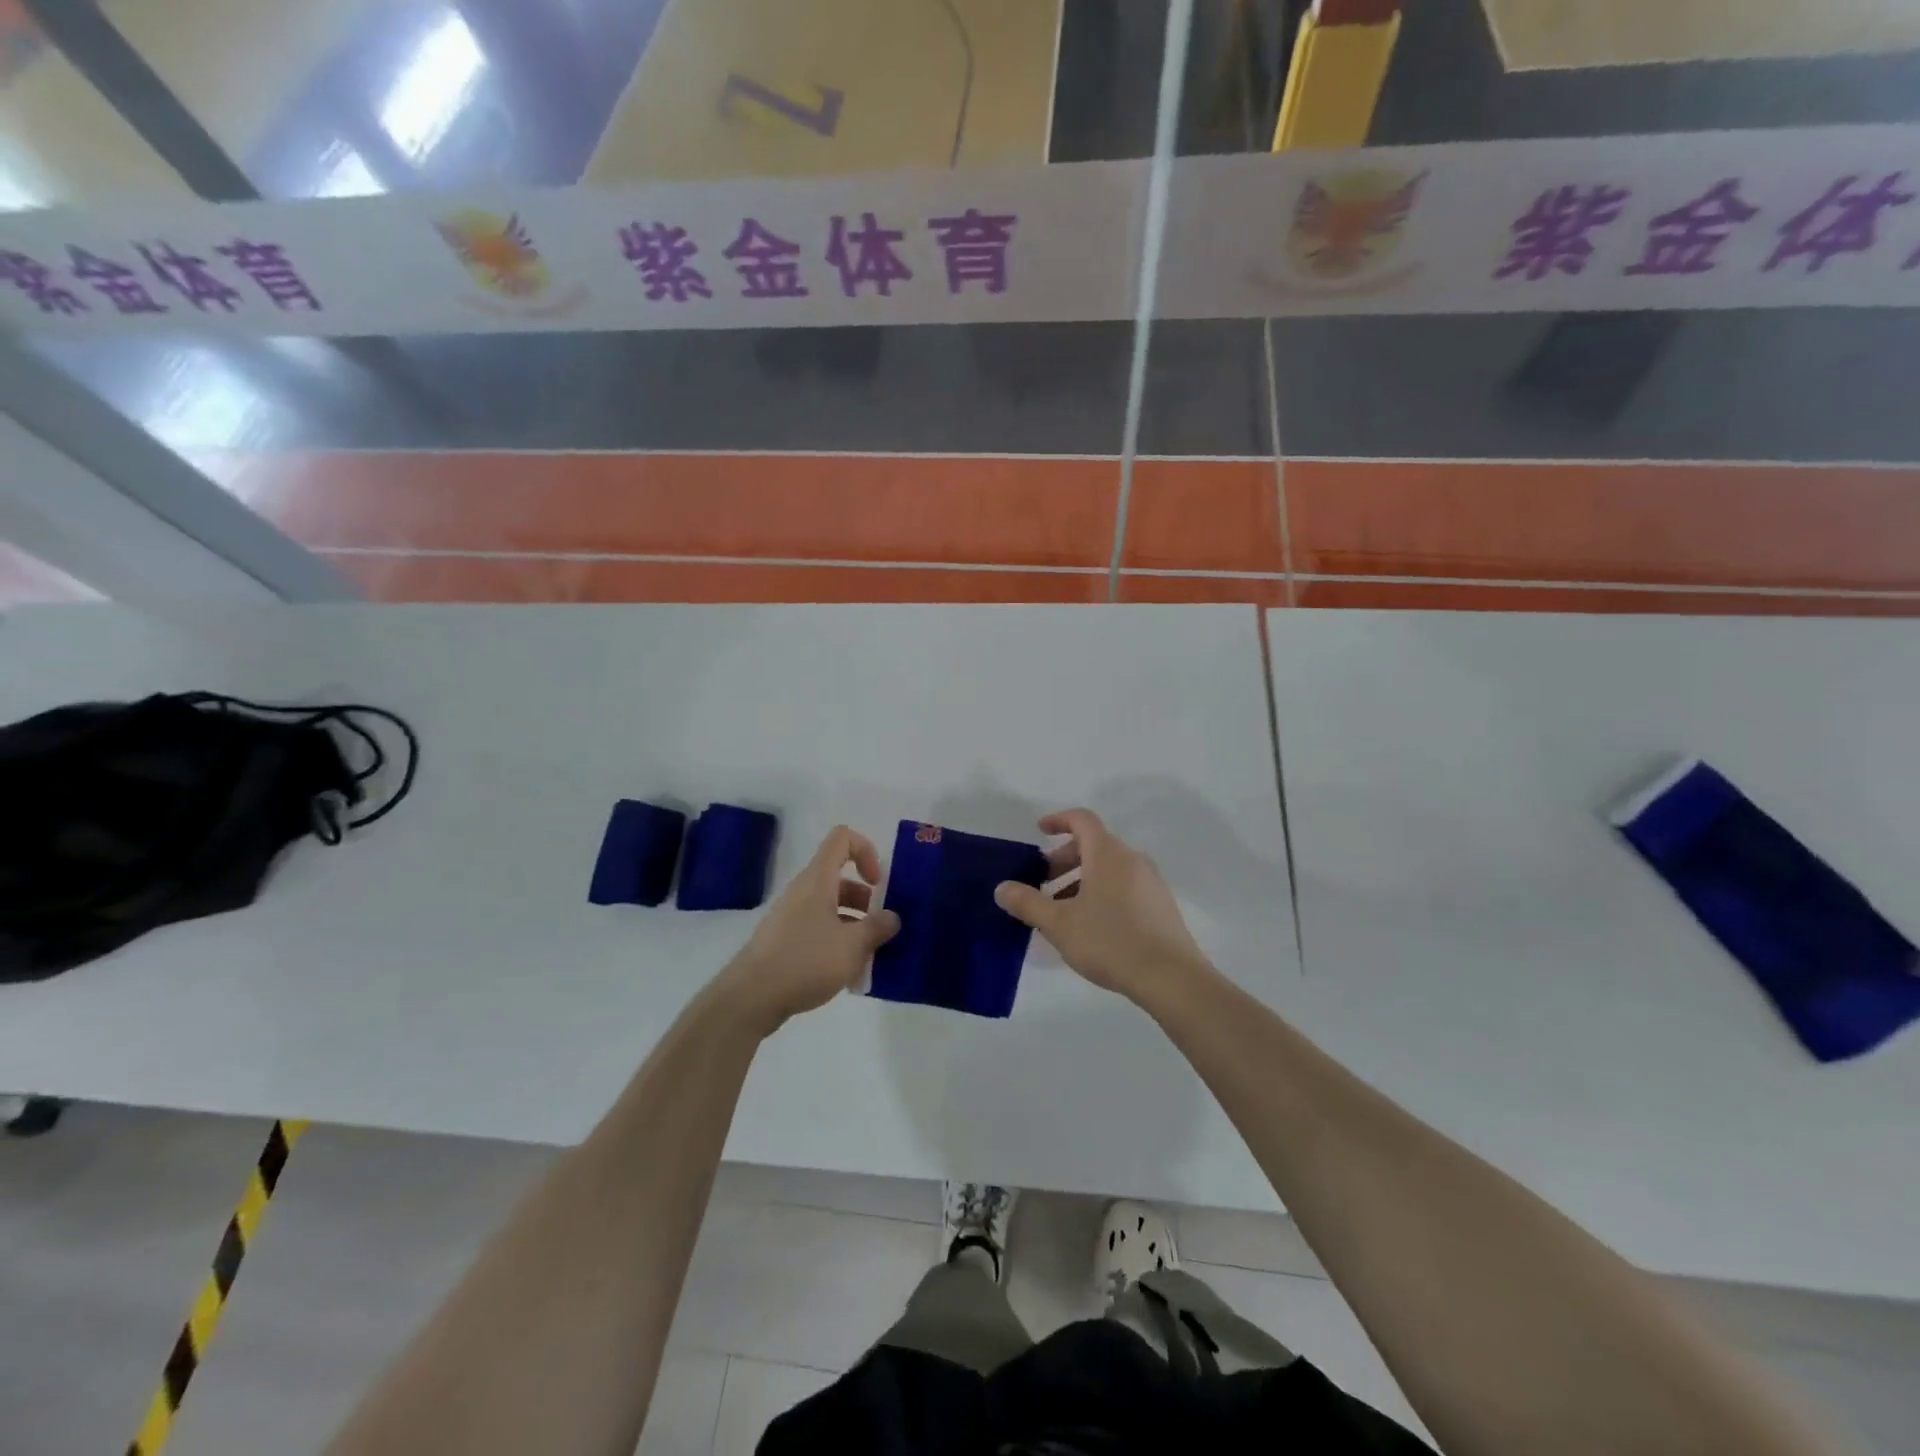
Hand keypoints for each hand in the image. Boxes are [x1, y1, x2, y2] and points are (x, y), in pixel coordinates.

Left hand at [716, 826, 900, 1033]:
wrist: (751, 997)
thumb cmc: (806, 961)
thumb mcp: (853, 945)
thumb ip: (878, 928)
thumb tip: (891, 917)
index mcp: (818, 880)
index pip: (842, 838)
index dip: (866, 851)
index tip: (878, 884)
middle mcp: (803, 891)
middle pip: (840, 879)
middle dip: (866, 900)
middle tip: (880, 928)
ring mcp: (791, 917)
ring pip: (831, 908)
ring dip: (854, 925)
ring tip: (869, 957)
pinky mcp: (785, 941)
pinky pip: (818, 931)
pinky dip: (837, 943)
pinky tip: (848, 974)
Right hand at [993, 809, 1211, 1007]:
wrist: (1171, 977)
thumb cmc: (1110, 941)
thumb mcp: (1059, 924)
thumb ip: (1028, 902)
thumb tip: (1002, 888)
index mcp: (1107, 854)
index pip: (1082, 820)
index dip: (1059, 820)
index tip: (1040, 830)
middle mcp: (1132, 859)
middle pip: (1094, 845)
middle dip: (1064, 859)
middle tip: (1042, 883)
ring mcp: (1151, 881)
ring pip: (1109, 868)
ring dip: (1082, 879)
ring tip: (1062, 910)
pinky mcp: (1161, 905)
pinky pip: (1124, 885)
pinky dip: (1102, 892)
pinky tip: (1091, 925)